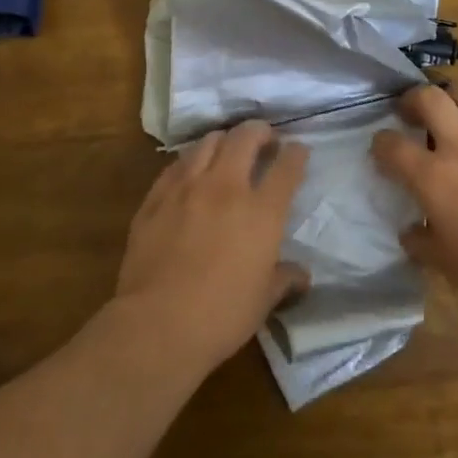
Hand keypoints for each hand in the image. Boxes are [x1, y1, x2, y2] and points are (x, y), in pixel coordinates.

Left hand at [114, 120, 309, 377]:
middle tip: (264, 139)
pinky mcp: (155, 198)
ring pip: (208, 142)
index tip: (299, 151)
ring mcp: (187, 188)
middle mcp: (226, 188)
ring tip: (227, 150)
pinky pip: (176, 166)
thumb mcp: (263, 300)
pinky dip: (190, 162)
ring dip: (224, 140)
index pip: (287, 167)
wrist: (157, 325)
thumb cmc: (221, 316)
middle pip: (245, 137)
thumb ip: (284, 279)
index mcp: (261, 212)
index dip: (297, 153)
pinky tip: (191, 172)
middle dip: (260, 131)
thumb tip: (301, 276)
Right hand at [372, 84, 457, 314]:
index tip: (380, 148)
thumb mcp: (444, 263)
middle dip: (414, 98)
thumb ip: (421, 242)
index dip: (380, 143)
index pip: (393, 146)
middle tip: (410, 111)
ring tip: (451, 113)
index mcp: (433, 176)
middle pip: (432, 99)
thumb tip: (410, 233)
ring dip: (454, 101)